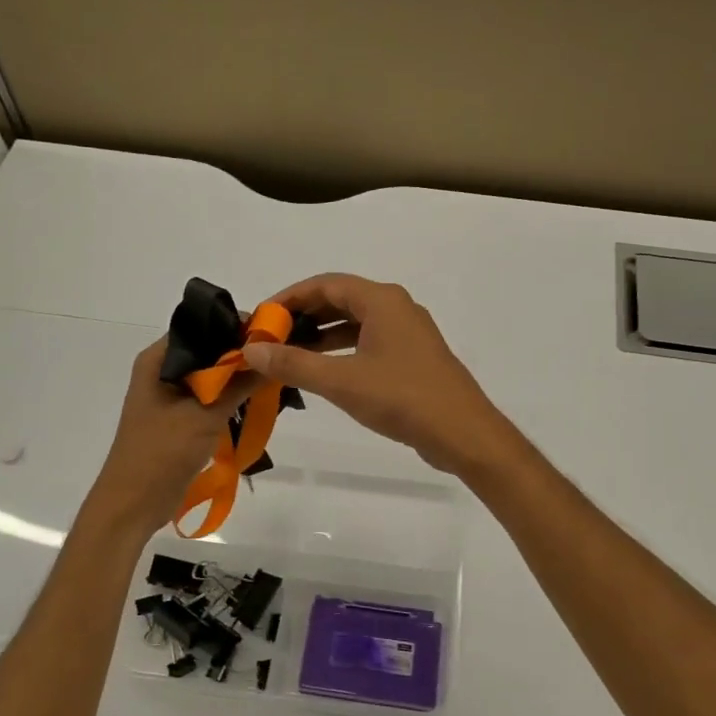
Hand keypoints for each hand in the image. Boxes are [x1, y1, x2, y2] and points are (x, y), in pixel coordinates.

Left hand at [87, 338, 257, 532]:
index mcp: (158, 360)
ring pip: (212, 374)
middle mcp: (163, 370)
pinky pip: (211, 397)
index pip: (202, 327)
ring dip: (238, 377)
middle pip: (209, 350)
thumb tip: (272, 355)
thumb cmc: (161, 453)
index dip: (235, 326)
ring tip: (274, 376)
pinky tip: (257, 399)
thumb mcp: (205, 415)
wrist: (133, 504)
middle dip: (241, 353)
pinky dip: (231, 397)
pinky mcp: (180, 417)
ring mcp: (171, 395)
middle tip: (280, 355)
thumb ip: (239, 384)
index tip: (271, 332)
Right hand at [241, 274, 519, 476]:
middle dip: (303, 316)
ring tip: (288, 355)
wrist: (462, 432)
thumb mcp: (341, 381)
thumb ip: (294, 363)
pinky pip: (369, 342)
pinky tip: (323, 372)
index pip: (325, 284)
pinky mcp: (413, 357)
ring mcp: (408, 332)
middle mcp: (396, 307)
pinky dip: (342, 351)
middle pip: (340, 300)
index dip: (289, 298)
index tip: (260, 318)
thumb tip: (252, 349)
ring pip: (355, 323)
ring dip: (321, 336)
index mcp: (382, 300)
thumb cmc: (402, 398)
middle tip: (269, 338)